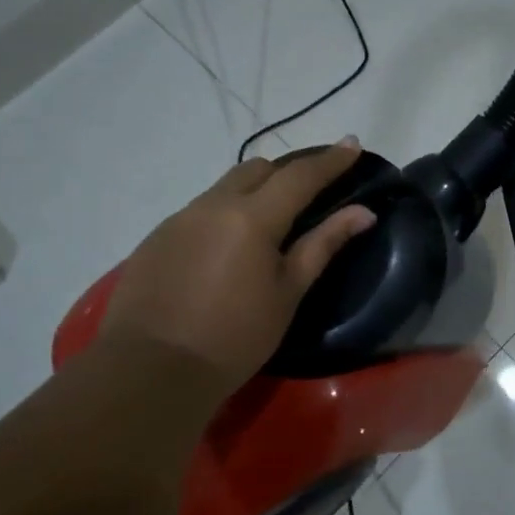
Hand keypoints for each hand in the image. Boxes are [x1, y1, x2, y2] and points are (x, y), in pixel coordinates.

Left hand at [99, 140, 375, 387]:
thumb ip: (323, 245)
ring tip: (267, 226)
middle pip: (257, 169)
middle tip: (309, 193)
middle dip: (287, 173)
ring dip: (253, 193)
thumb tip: (363, 212)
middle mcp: (213, 205)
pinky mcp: (156, 238)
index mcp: (252, 217)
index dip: (330, 159)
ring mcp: (179, 219)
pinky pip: (199, 211)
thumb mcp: (287, 293)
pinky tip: (226, 252)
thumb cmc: (235, 337)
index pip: (300, 175)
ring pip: (225, 188)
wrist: (151, 370)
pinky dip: (223, 216)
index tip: (352, 144)